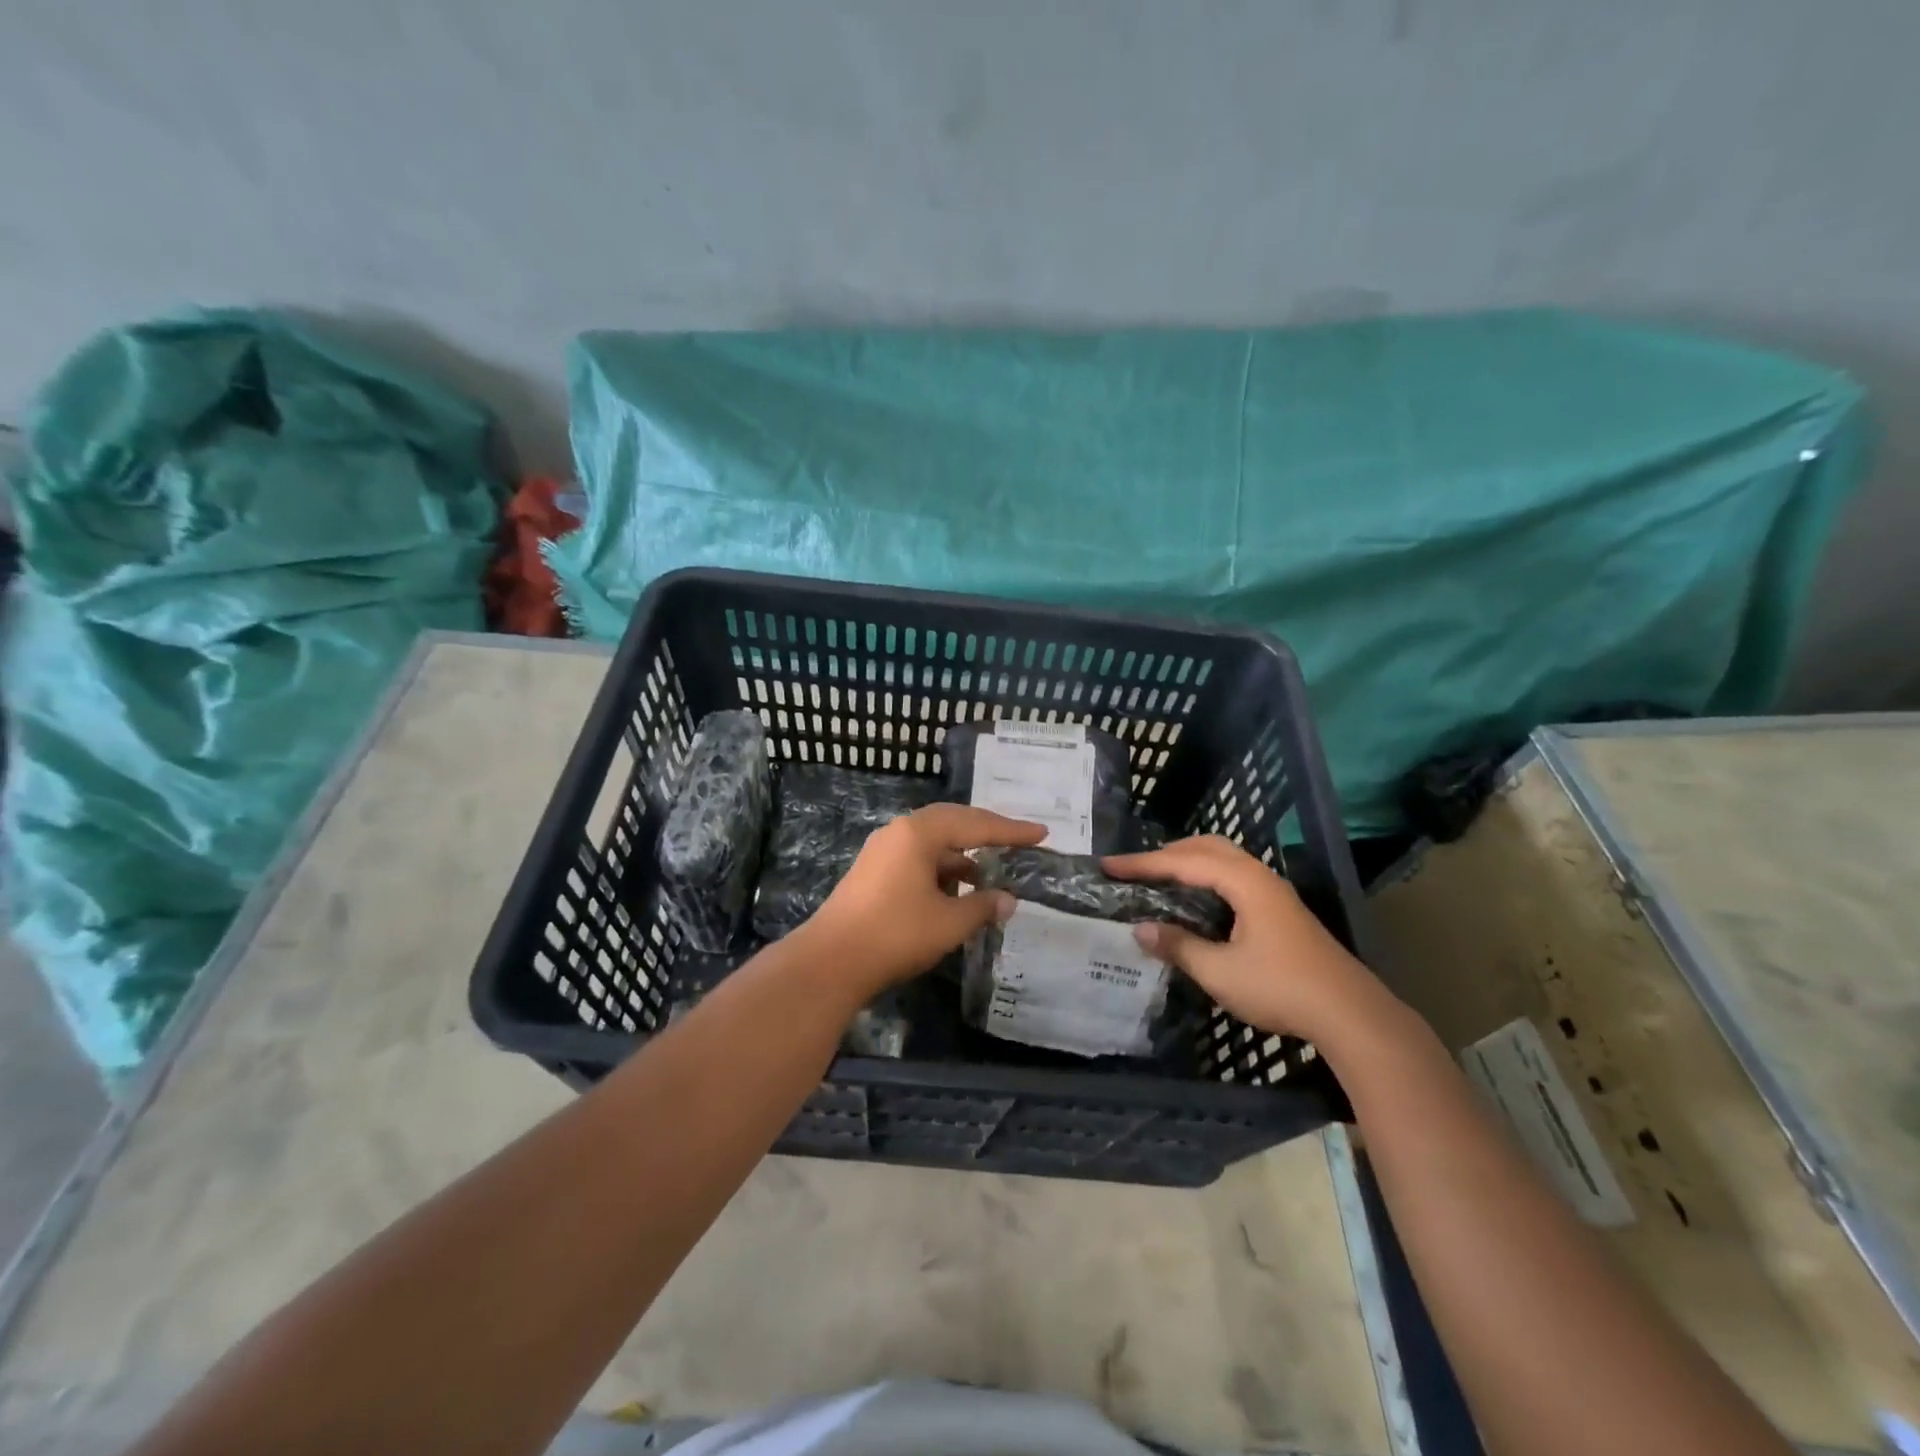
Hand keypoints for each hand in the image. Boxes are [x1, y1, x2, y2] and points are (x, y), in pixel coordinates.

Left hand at [800, 803, 1045, 996]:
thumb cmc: (895, 934)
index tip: (1041, 834)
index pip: (975, 824)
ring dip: (961, 857)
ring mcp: (881, 852)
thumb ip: (982, 906)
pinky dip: (941, 871)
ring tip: (987, 876)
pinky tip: (954, 893)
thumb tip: (1008, 900)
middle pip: (952, 823)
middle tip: (1018, 842)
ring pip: (932, 843)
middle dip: (986, 834)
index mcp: (918, 833)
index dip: (1011, 831)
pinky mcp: (872, 873)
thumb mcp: (948, 922)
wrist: (830, 961)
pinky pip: (916, 860)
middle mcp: (899, 832)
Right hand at [1104, 835, 1391, 1043]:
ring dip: (1189, 862)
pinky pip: (1234, 877)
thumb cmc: (1281, 988)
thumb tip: (1141, 929)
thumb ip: (1179, 946)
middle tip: (1135, 868)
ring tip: (1160, 879)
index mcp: (1244, 882)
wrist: (1350, 1014)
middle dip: (1167, 853)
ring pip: (1224, 860)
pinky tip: (1197, 901)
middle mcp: (1259, 876)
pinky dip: (1207, 877)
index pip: (1183, 861)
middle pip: (1207, 846)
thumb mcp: (1220, 971)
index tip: (1108, 866)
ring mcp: (1274, 892)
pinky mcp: (1281, 911)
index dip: (1142, 864)